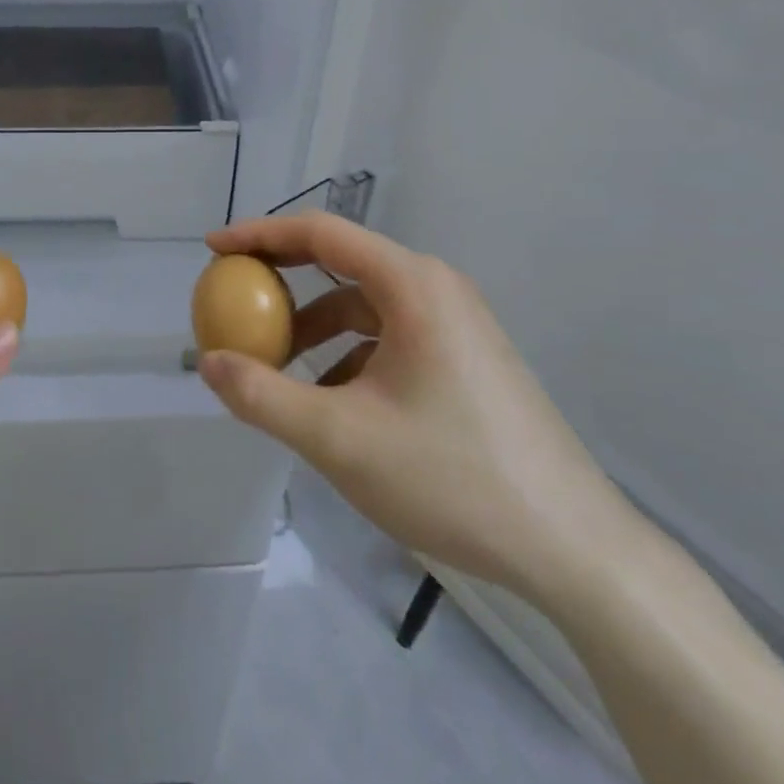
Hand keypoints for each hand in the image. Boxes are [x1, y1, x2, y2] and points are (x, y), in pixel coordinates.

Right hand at [196, 213, 635, 604]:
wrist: (575, 549)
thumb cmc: (453, 478)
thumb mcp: (340, 440)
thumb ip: (263, 397)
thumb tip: (207, 362)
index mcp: (412, 284)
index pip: (319, 233)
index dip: (259, 235)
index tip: (213, 250)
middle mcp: (435, 288)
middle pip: (341, 262)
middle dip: (281, 280)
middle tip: (234, 301)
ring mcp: (456, 323)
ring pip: (363, 304)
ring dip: (312, 326)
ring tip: (276, 368)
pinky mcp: (464, 358)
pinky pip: (387, 335)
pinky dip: (345, 353)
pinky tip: (331, 403)